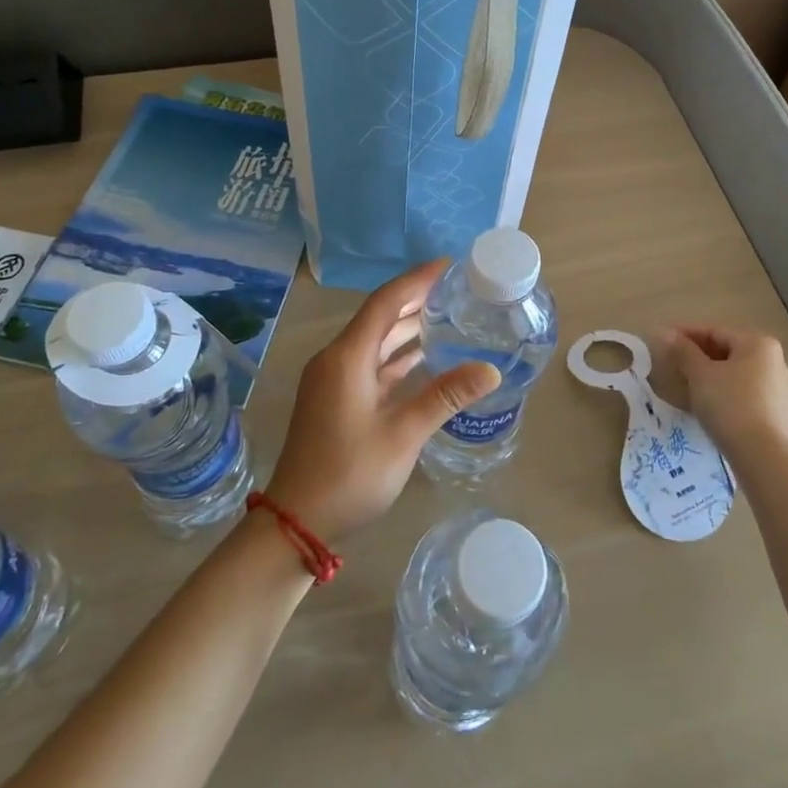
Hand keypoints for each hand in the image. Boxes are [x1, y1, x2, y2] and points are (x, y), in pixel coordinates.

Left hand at [267, 259, 500, 541]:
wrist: (296, 522)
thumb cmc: (349, 474)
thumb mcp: (403, 435)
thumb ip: (445, 396)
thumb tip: (491, 370)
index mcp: (347, 357)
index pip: (386, 302)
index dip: (417, 280)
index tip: (448, 265)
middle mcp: (337, 359)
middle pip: (379, 317)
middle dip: (415, 299)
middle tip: (455, 288)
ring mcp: (334, 380)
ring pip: (375, 341)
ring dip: (406, 328)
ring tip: (446, 314)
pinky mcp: (336, 400)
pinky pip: (371, 364)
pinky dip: (397, 356)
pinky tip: (423, 356)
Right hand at [657, 324, 787, 455]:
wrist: (763, 457)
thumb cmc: (730, 405)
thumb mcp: (700, 375)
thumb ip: (682, 351)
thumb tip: (663, 332)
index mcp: (758, 344)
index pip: (714, 331)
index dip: (685, 334)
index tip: (662, 340)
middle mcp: (774, 361)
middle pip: (727, 352)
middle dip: (697, 356)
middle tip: (670, 363)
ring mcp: (779, 389)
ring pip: (735, 374)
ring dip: (709, 376)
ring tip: (683, 384)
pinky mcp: (777, 413)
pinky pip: (744, 393)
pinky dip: (723, 393)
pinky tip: (705, 404)